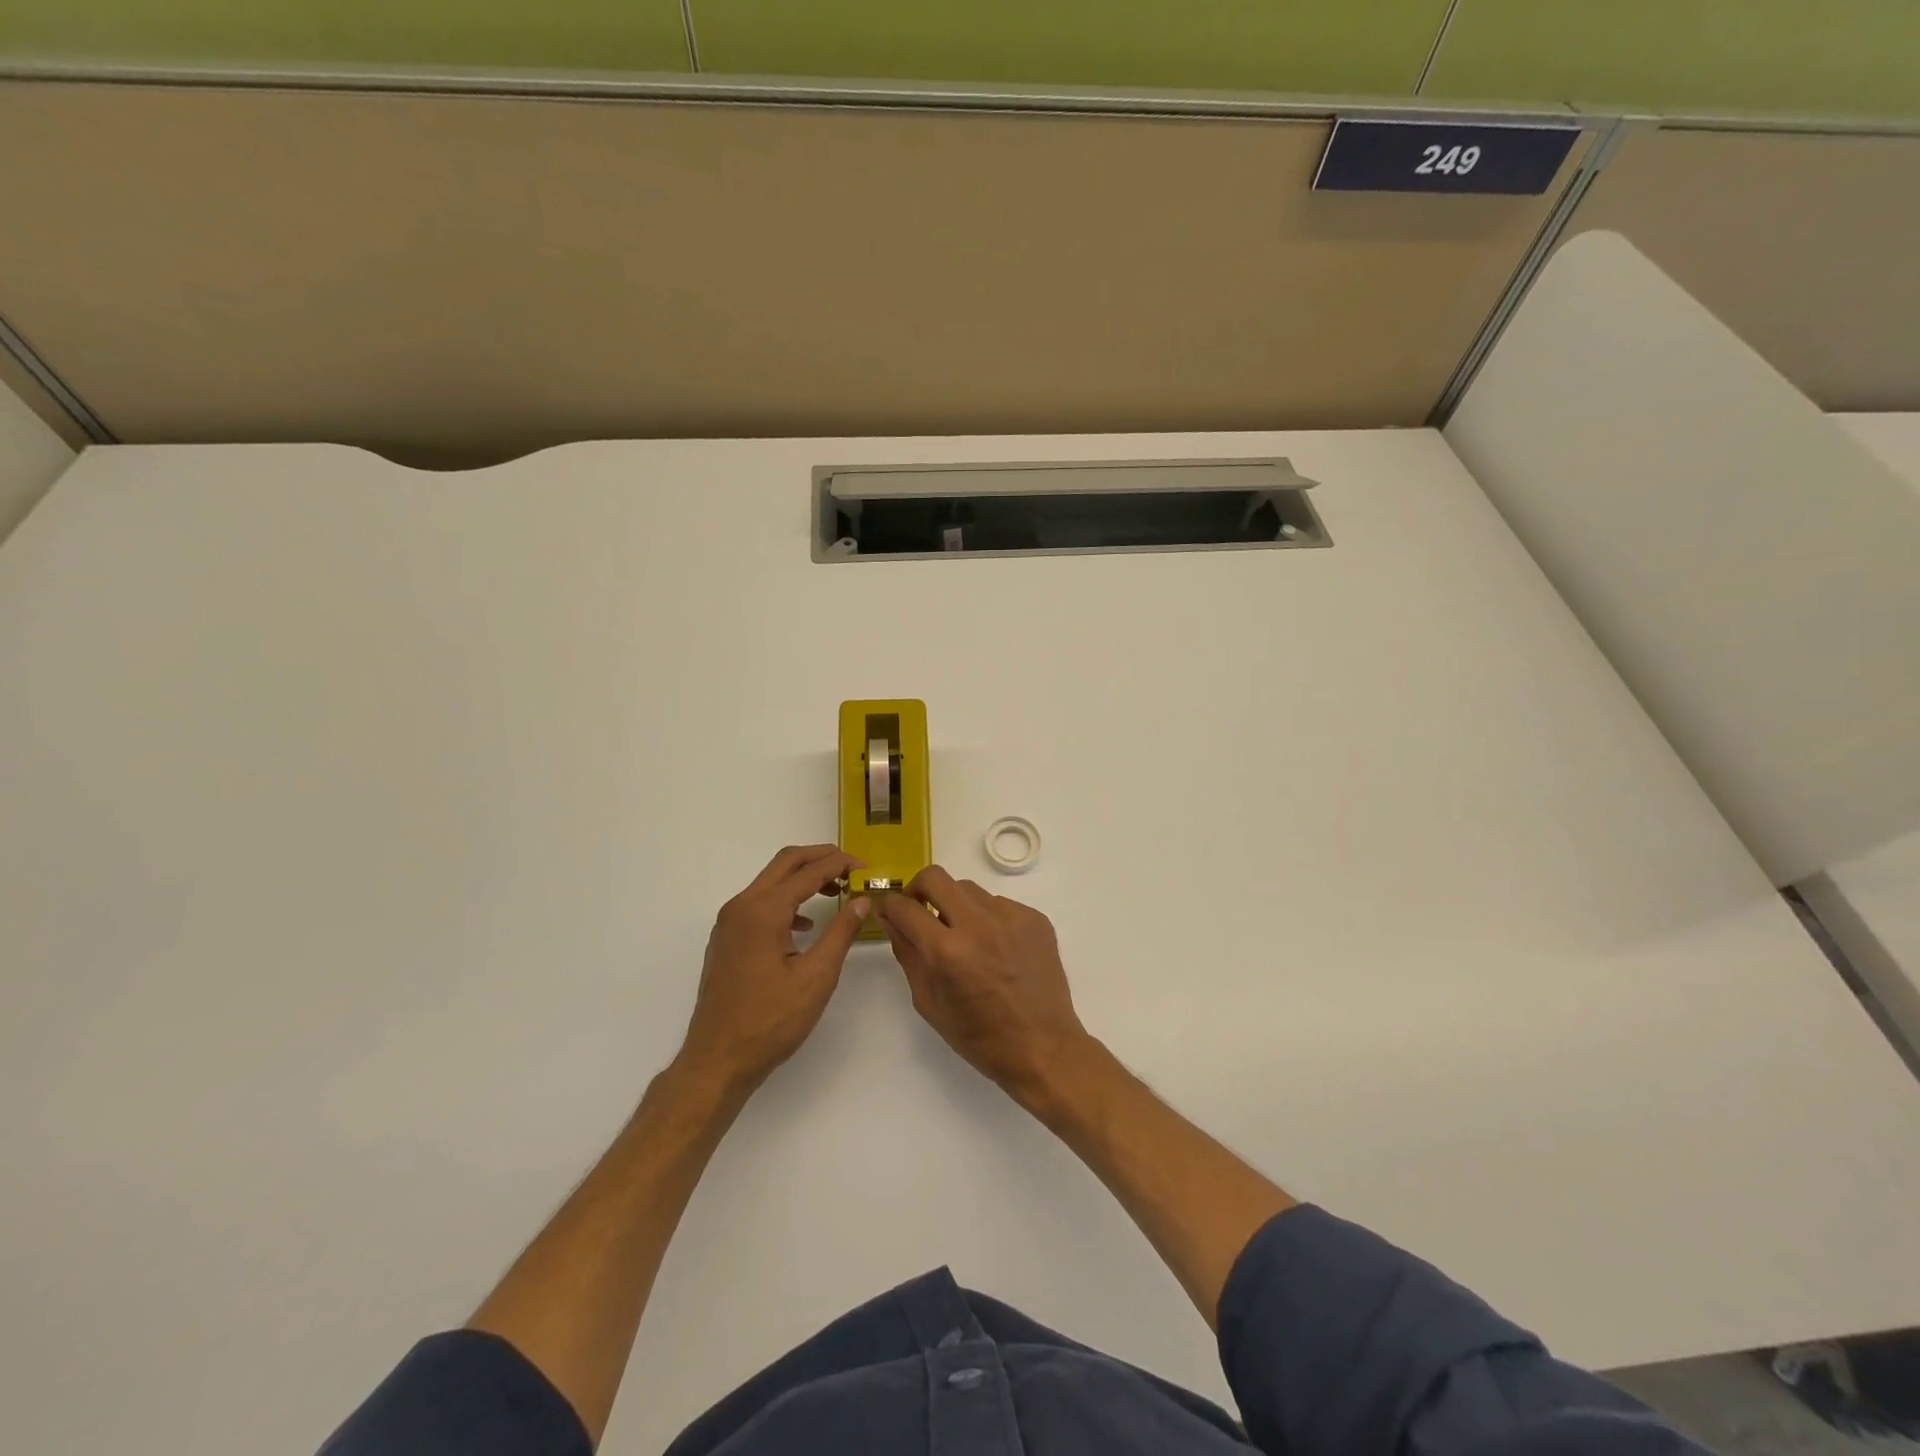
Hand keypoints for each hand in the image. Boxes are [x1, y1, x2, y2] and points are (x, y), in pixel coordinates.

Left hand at [679, 845, 868, 1093]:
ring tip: (835, 891)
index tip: (867, 868)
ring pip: (770, 882)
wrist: (717, 1061)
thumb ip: (841, 932)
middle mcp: (741, 906)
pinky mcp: (726, 939)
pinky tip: (804, 925)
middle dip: (820, 858)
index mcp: (763, 911)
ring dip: (803, 878)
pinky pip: (759, 903)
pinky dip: (786, 900)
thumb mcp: (816, 977)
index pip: (808, 872)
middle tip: (851, 866)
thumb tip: (862, 899)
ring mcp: (729, 922)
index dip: (840, 864)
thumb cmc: (770, 1021)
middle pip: (785, 863)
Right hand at [876, 866, 1089, 1101]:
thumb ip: (907, 954)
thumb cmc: (979, 1037)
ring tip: (963, 937)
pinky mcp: (1035, 917)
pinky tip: (996, 949)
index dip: (889, 905)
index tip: (889, 909)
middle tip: (920, 910)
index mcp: (948, 951)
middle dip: (918, 889)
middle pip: (936, 877)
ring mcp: (1011, 916)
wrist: (1043, 1047)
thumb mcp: (929, 1003)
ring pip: (968, 889)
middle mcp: (979, 924)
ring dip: (955, 905)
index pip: (905, 908)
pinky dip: (987, 919)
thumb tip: (891, 919)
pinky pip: (998, 904)